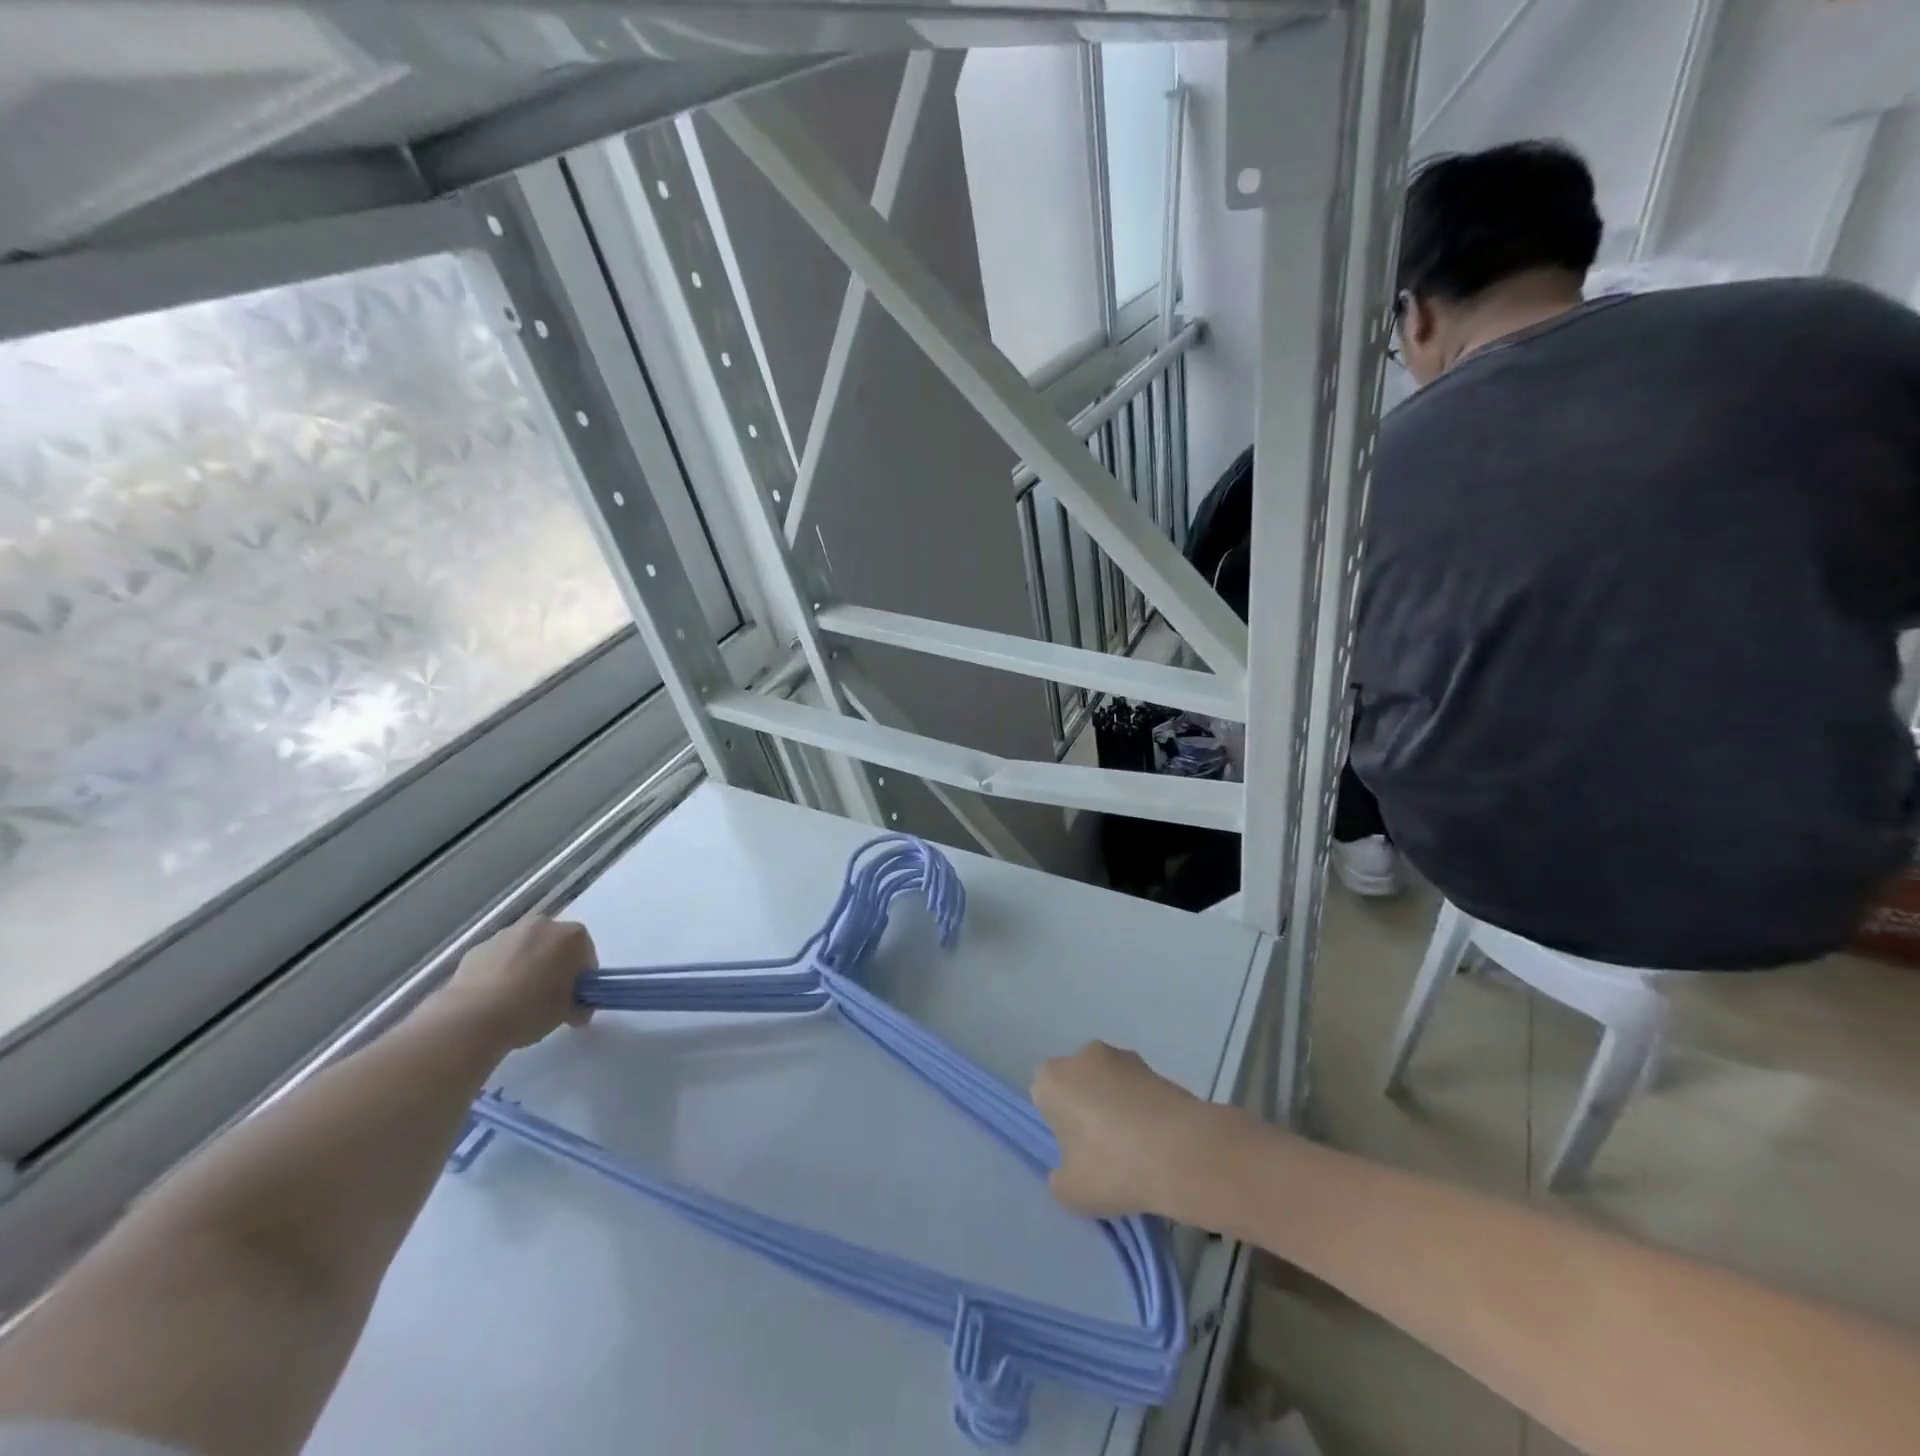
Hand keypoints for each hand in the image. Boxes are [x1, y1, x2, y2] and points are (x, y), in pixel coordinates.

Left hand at [436, 915, 596, 1052]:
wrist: (472, 1018)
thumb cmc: (532, 1009)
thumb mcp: (568, 1013)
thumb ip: (578, 1005)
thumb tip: (577, 1009)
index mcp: (572, 936)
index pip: (586, 954)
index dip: (582, 977)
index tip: (574, 997)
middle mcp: (542, 925)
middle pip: (555, 944)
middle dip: (554, 965)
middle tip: (548, 996)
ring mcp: (507, 933)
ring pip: (526, 948)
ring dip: (526, 966)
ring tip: (516, 999)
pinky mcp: (478, 947)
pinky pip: (499, 958)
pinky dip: (500, 971)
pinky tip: (494, 998)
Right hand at [1031, 1042, 1216, 1220]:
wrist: (1182, 1152)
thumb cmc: (1113, 1167)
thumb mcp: (1071, 1192)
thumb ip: (1060, 1179)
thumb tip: (1068, 1170)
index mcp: (1052, 1078)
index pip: (1043, 1096)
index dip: (1057, 1124)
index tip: (1075, 1151)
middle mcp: (1082, 1055)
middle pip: (1076, 1083)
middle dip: (1085, 1108)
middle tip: (1103, 1151)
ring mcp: (1122, 1057)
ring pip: (1108, 1083)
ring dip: (1116, 1105)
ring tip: (1137, 1149)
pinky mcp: (1156, 1066)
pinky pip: (1137, 1090)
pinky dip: (1142, 1108)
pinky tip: (1157, 1141)